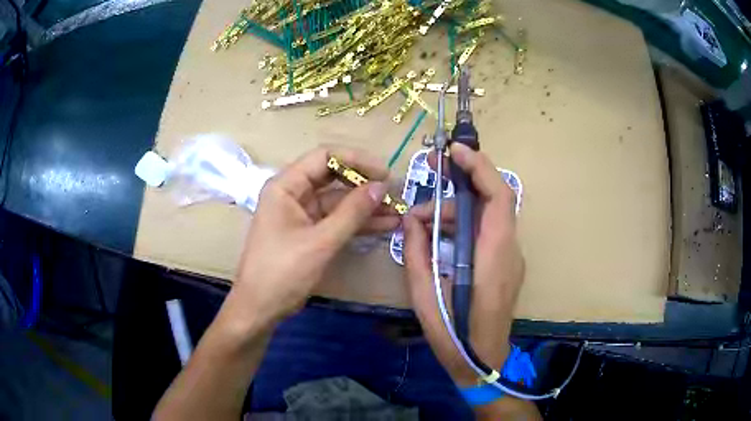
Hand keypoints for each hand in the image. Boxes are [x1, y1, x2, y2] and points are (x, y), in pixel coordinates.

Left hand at [227, 145, 398, 329]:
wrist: (261, 307)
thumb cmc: (282, 271)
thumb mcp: (320, 241)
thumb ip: (352, 212)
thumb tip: (382, 186)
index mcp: (286, 186)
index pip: (324, 157)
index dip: (356, 160)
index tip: (384, 173)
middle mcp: (293, 194)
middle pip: (333, 178)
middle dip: (364, 185)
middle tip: (394, 193)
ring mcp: (302, 214)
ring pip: (339, 202)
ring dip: (366, 207)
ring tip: (397, 212)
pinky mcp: (310, 233)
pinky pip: (337, 221)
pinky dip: (358, 223)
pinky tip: (384, 225)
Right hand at [403, 143, 524, 385]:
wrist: (482, 362)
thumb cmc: (453, 334)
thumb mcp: (424, 294)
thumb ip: (416, 251)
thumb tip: (412, 218)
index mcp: (493, 255)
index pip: (498, 196)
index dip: (479, 167)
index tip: (454, 151)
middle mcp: (509, 250)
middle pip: (493, 200)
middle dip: (463, 181)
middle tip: (431, 171)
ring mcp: (511, 257)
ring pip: (487, 216)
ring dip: (457, 211)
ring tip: (422, 222)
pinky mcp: (506, 265)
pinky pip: (487, 232)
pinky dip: (463, 226)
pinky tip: (439, 237)